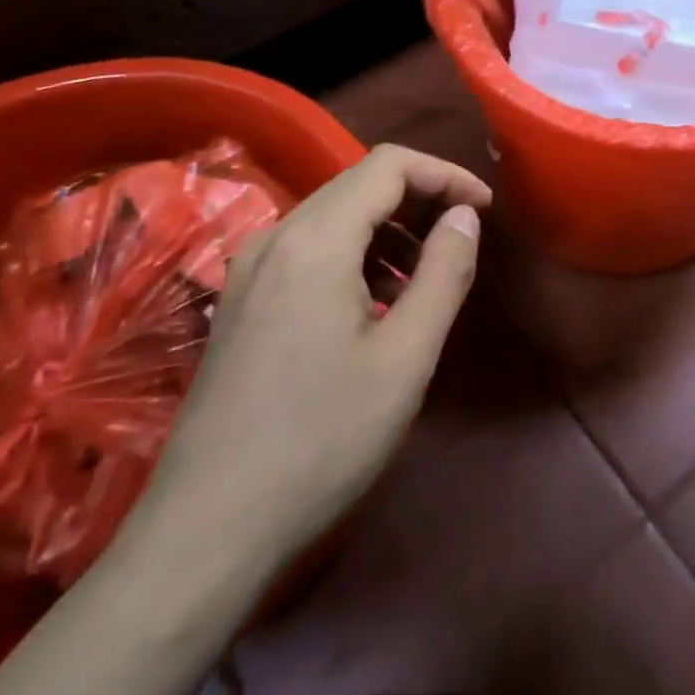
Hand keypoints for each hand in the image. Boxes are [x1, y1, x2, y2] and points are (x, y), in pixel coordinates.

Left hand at [140, 144, 491, 559]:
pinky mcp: (241, 302)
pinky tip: (377, 304)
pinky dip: (356, 256)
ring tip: (427, 276)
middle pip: (358, 184)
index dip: (444, 174)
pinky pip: (309, 251)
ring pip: (333, 217)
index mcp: (315, 239)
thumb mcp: (406, 356)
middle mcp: (275, 237)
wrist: (209, 528)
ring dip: (389, 230)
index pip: (389, 165)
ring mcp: (249, 270)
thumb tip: (465, 216)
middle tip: (464, 237)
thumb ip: (444, 272)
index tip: (485, 208)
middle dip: (420, 198)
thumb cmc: (322, 439)